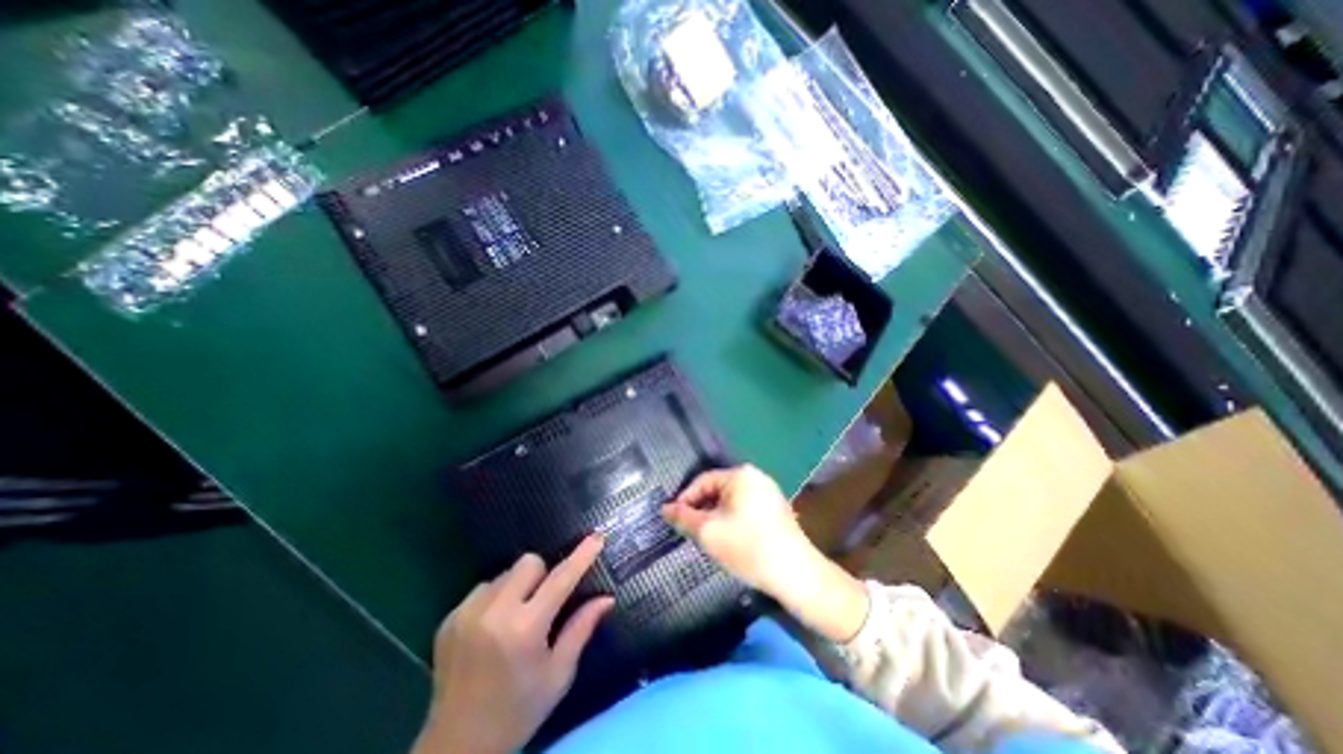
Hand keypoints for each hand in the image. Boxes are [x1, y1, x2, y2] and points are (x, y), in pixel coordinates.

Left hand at [412, 535, 613, 752]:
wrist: (455, 749)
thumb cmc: (519, 711)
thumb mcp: (558, 675)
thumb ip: (581, 629)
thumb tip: (607, 598)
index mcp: (525, 629)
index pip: (560, 579)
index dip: (581, 556)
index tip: (596, 537)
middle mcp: (494, 613)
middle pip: (529, 562)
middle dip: (543, 575)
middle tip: (544, 603)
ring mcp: (466, 614)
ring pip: (506, 573)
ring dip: (518, 587)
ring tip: (515, 618)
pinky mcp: (449, 619)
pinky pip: (484, 588)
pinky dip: (495, 598)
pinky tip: (492, 628)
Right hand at [661, 463, 806, 597]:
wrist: (796, 574)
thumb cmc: (747, 547)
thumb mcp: (708, 532)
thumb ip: (683, 517)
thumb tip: (664, 508)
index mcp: (740, 475)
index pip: (702, 481)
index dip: (685, 499)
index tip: (673, 519)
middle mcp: (756, 476)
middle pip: (717, 490)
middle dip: (701, 509)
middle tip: (689, 531)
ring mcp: (769, 492)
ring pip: (731, 501)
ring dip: (715, 516)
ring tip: (707, 538)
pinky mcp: (777, 509)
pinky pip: (746, 508)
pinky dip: (732, 520)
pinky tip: (730, 540)